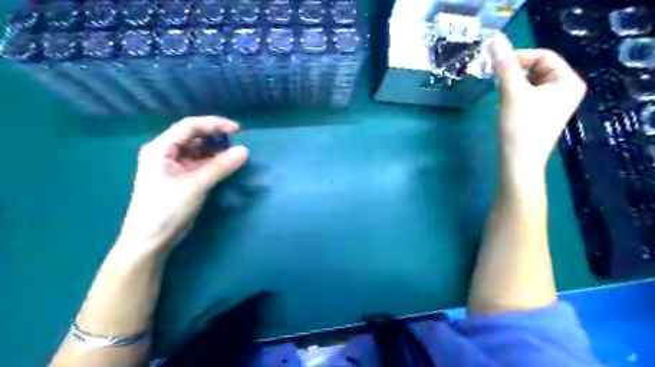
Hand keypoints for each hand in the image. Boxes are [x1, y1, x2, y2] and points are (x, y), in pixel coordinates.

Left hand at [117, 116, 249, 256]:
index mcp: (160, 148)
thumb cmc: (166, 210)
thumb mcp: (195, 186)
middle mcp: (165, 153)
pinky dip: (214, 163)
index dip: (214, 124)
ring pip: (198, 151)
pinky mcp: (181, 179)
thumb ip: (220, 167)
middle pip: (194, 136)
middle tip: (240, 141)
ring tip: (236, 153)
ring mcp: (173, 166)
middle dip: (216, 136)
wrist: (150, 242)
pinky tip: (227, 165)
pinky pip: (200, 164)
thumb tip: (245, 151)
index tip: (238, 130)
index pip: (190, 126)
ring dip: (217, 150)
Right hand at [488, 31, 585, 172]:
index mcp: (568, 81)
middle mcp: (565, 90)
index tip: (497, 66)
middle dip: (516, 72)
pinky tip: (505, 105)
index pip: (544, 56)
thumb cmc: (520, 127)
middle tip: (497, 82)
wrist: (518, 163)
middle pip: (538, 68)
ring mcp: (553, 104)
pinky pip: (528, 95)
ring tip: (500, 95)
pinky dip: (515, 95)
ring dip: (513, 84)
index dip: (520, 57)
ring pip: (530, 82)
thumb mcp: (513, 93)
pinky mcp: (540, 115)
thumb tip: (495, 39)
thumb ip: (505, 65)